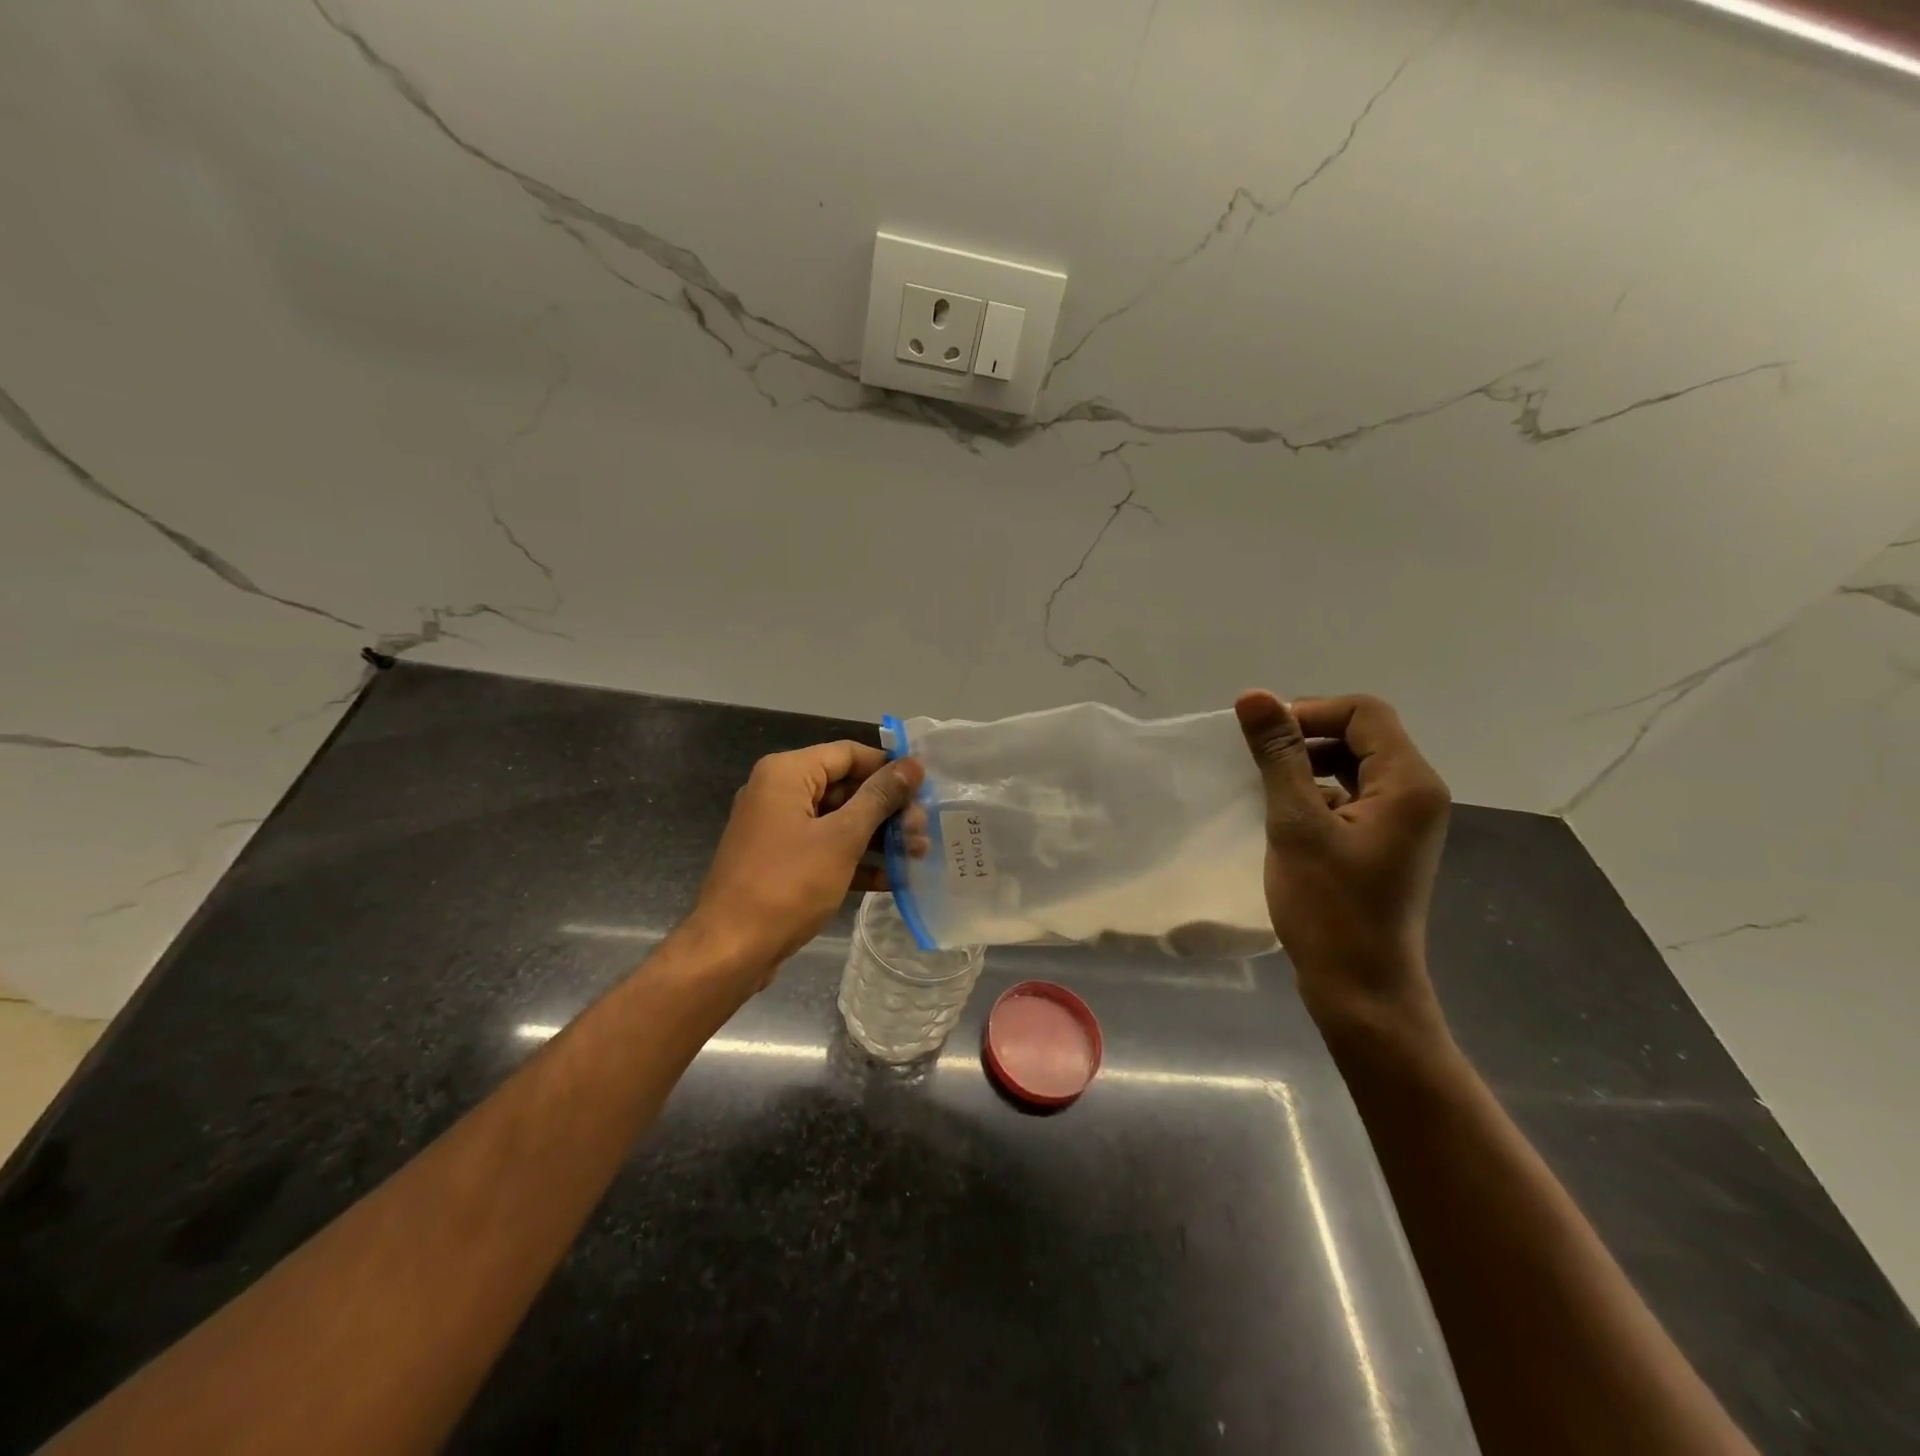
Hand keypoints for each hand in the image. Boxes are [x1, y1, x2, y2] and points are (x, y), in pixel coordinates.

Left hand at [688, 740, 926, 979]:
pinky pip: (826, 849)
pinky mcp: (781, 862)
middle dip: (888, 809)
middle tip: (924, 829)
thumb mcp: (842, 837)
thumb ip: (879, 798)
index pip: (849, 754)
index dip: (889, 767)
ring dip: (879, 836)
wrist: (731, 950)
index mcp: (786, 774)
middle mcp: (778, 793)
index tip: (926, 787)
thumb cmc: (788, 884)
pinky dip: (856, 860)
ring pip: (839, 821)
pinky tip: (894, 878)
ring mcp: (778, 830)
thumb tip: (913, 765)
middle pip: (846, 788)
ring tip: (918, 854)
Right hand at [1234, 691, 1451, 1036]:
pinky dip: (1316, 792)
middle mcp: (1416, 793)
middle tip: (1257, 759)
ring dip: (1307, 764)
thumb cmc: (1329, 907)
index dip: (1310, 712)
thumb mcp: (1296, 824)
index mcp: (1408, 783)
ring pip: (1354, 765)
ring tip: (1265, 786)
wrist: (1360, 988)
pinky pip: (1351, 795)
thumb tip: (1254, 696)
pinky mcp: (1384, 841)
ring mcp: (1403, 820)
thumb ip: (1278, 756)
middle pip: (1362, 735)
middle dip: (1307, 736)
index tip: (1262, 737)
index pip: (1363, 713)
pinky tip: (1283, 815)